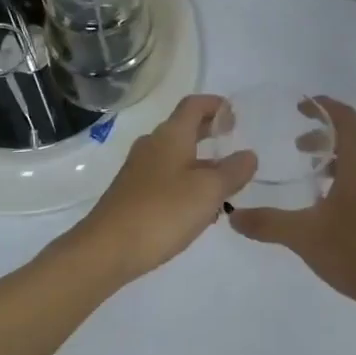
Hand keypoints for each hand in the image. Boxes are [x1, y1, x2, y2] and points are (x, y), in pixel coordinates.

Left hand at [66, 94, 257, 282]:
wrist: (107, 249)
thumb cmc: (162, 212)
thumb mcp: (209, 191)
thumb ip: (233, 171)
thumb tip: (249, 155)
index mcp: (170, 136)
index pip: (194, 105)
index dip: (215, 105)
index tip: (235, 115)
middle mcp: (152, 146)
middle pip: (184, 128)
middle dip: (209, 132)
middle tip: (233, 142)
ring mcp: (139, 171)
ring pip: (175, 156)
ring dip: (200, 161)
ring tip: (224, 181)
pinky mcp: (132, 194)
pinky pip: (166, 178)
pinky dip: (186, 182)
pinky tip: (198, 208)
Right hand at [229, 98, 355, 307]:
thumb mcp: (304, 236)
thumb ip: (268, 223)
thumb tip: (233, 216)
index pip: (344, 119)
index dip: (323, 106)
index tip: (299, 105)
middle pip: (351, 139)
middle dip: (322, 136)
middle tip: (295, 146)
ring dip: (332, 160)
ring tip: (307, 175)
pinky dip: (342, 180)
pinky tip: (324, 207)